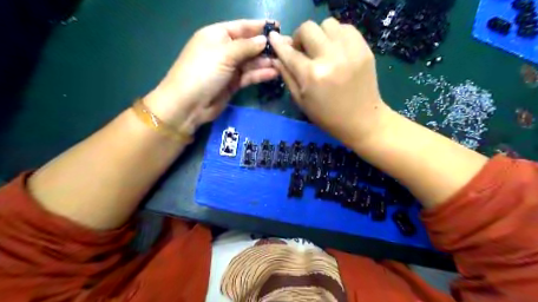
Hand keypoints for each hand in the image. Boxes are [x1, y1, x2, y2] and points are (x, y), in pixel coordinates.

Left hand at [144, 18, 276, 134]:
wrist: (189, 104)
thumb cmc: (203, 72)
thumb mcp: (224, 54)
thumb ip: (246, 47)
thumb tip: (264, 39)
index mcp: (217, 35)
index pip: (242, 27)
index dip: (259, 27)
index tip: (278, 27)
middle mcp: (224, 50)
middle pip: (249, 45)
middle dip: (267, 46)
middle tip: (287, 46)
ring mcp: (229, 68)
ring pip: (251, 62)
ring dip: (266, 61)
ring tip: (285, 61)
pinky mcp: (233, 83)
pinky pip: (250, 76)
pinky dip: (261, 74)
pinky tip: (275, 73)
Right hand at [269, 17, 391, 145]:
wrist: (362, 120)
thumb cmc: (327, 116)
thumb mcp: (301, 101)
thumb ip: (287, 77)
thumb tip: (276, 57)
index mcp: (312, 75)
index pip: (290, 52)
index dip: (279, 44)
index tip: (273, 38)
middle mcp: (330, 58)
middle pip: (308, 29)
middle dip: (300, 38)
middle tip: (303, 50)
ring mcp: (349, 50)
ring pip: (327, 23)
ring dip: (319, 35)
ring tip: (321, 50)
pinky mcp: (363, 48)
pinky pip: (345, 27)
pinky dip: (336, 35)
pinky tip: (336, 49)